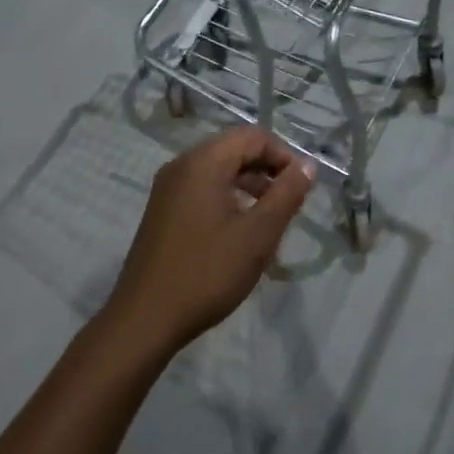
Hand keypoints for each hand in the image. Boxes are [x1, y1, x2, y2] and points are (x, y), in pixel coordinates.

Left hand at [104, 126, 317, 356]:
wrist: (146, 317)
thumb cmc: (207, 272)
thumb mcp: (258, 235)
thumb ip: (286, 194)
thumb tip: (308, 165)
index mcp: (203, 162)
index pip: (252, 135)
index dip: (283, 155)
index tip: (301, 188)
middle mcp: (181, 165)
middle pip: (233, 149)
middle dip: (266, 170)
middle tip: (289, 204)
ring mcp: (167, 188)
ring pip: (218, 170)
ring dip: (248, 185)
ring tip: (270, 220)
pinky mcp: (162, 210)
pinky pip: (202, 189)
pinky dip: (227, 198)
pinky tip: (239, 232)